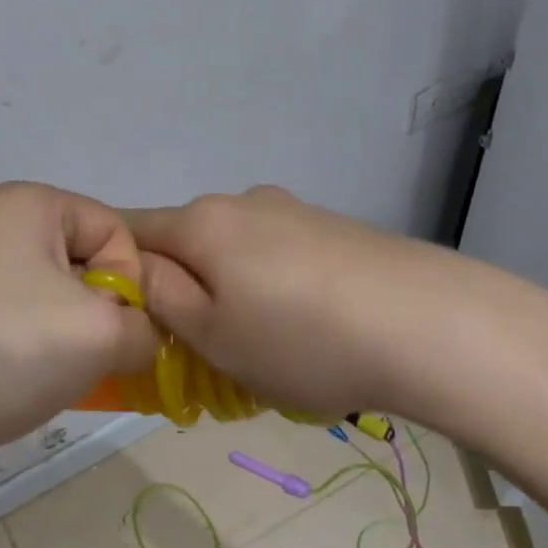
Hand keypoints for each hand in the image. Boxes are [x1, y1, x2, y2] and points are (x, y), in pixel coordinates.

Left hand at [0, 182, 157, 452]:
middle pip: (82, 260)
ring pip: (51, 295)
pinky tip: (24, 381)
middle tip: (89, 355)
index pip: (113, 229)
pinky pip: (16, 318)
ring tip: (55, 373)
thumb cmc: (10, 349)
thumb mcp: (104, 334)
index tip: (114, 328)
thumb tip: (138, 338)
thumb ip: (147, 327)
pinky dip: (33, 347)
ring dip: (69, 335)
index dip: (130, 281)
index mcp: (27, 203)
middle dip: (100, 311)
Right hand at [125, 186, 547, 436]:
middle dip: (180, 286)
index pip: (128, 230)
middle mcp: (241, 202)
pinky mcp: (332, 227)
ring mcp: (292, 210)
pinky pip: (276, 254)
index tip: (128, 314)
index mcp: (201, 223)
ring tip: (263, 344)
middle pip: (185, 240)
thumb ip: (161, 296)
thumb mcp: (212, 335)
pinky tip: (307, 326)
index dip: (116, 268)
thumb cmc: (301, 340)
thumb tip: (139, 269)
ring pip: (233, 250)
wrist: (431, 325)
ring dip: (229, 288)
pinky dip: (271, 285)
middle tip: (198, 346)